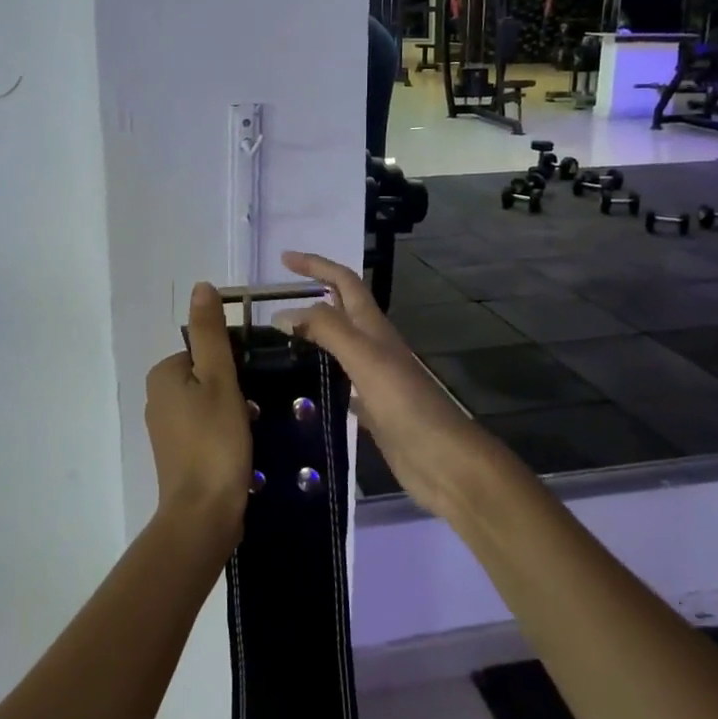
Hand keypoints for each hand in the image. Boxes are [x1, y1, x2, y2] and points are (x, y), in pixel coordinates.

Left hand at [143, 282, 252, 551]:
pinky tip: (242, 450)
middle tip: (255, 410)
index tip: (251, 384)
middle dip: (234, 388)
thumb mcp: (219, 379)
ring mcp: (166, 428)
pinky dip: (225, 433)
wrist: (204, 515)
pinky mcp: (178, 454)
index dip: (233, 363)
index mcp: (163, 374)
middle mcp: (157, 397)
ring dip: (233, 412)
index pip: (205, 349)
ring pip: (209, 402)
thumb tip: (201, 286)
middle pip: (207, 375)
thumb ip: (211, 333)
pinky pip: (206, 428)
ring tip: (252, 431)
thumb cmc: (215, 441)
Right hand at [274, 251, 499, 519]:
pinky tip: (302, 387)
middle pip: (342, 310)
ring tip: (280, 340)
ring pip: (339, 346)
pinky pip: (341, 382)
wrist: (442, 460)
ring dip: (314, 335)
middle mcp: (374, 347)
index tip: (284, 258)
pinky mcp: (372, 409)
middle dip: (313, 295)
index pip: (343, 282)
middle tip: (274, 300)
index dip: (316, 265)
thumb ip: (326, 330)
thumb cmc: (405, 403)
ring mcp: (374, 379)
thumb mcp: (364, 357)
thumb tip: (284, 312)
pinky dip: (321, 376)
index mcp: (374, 328)